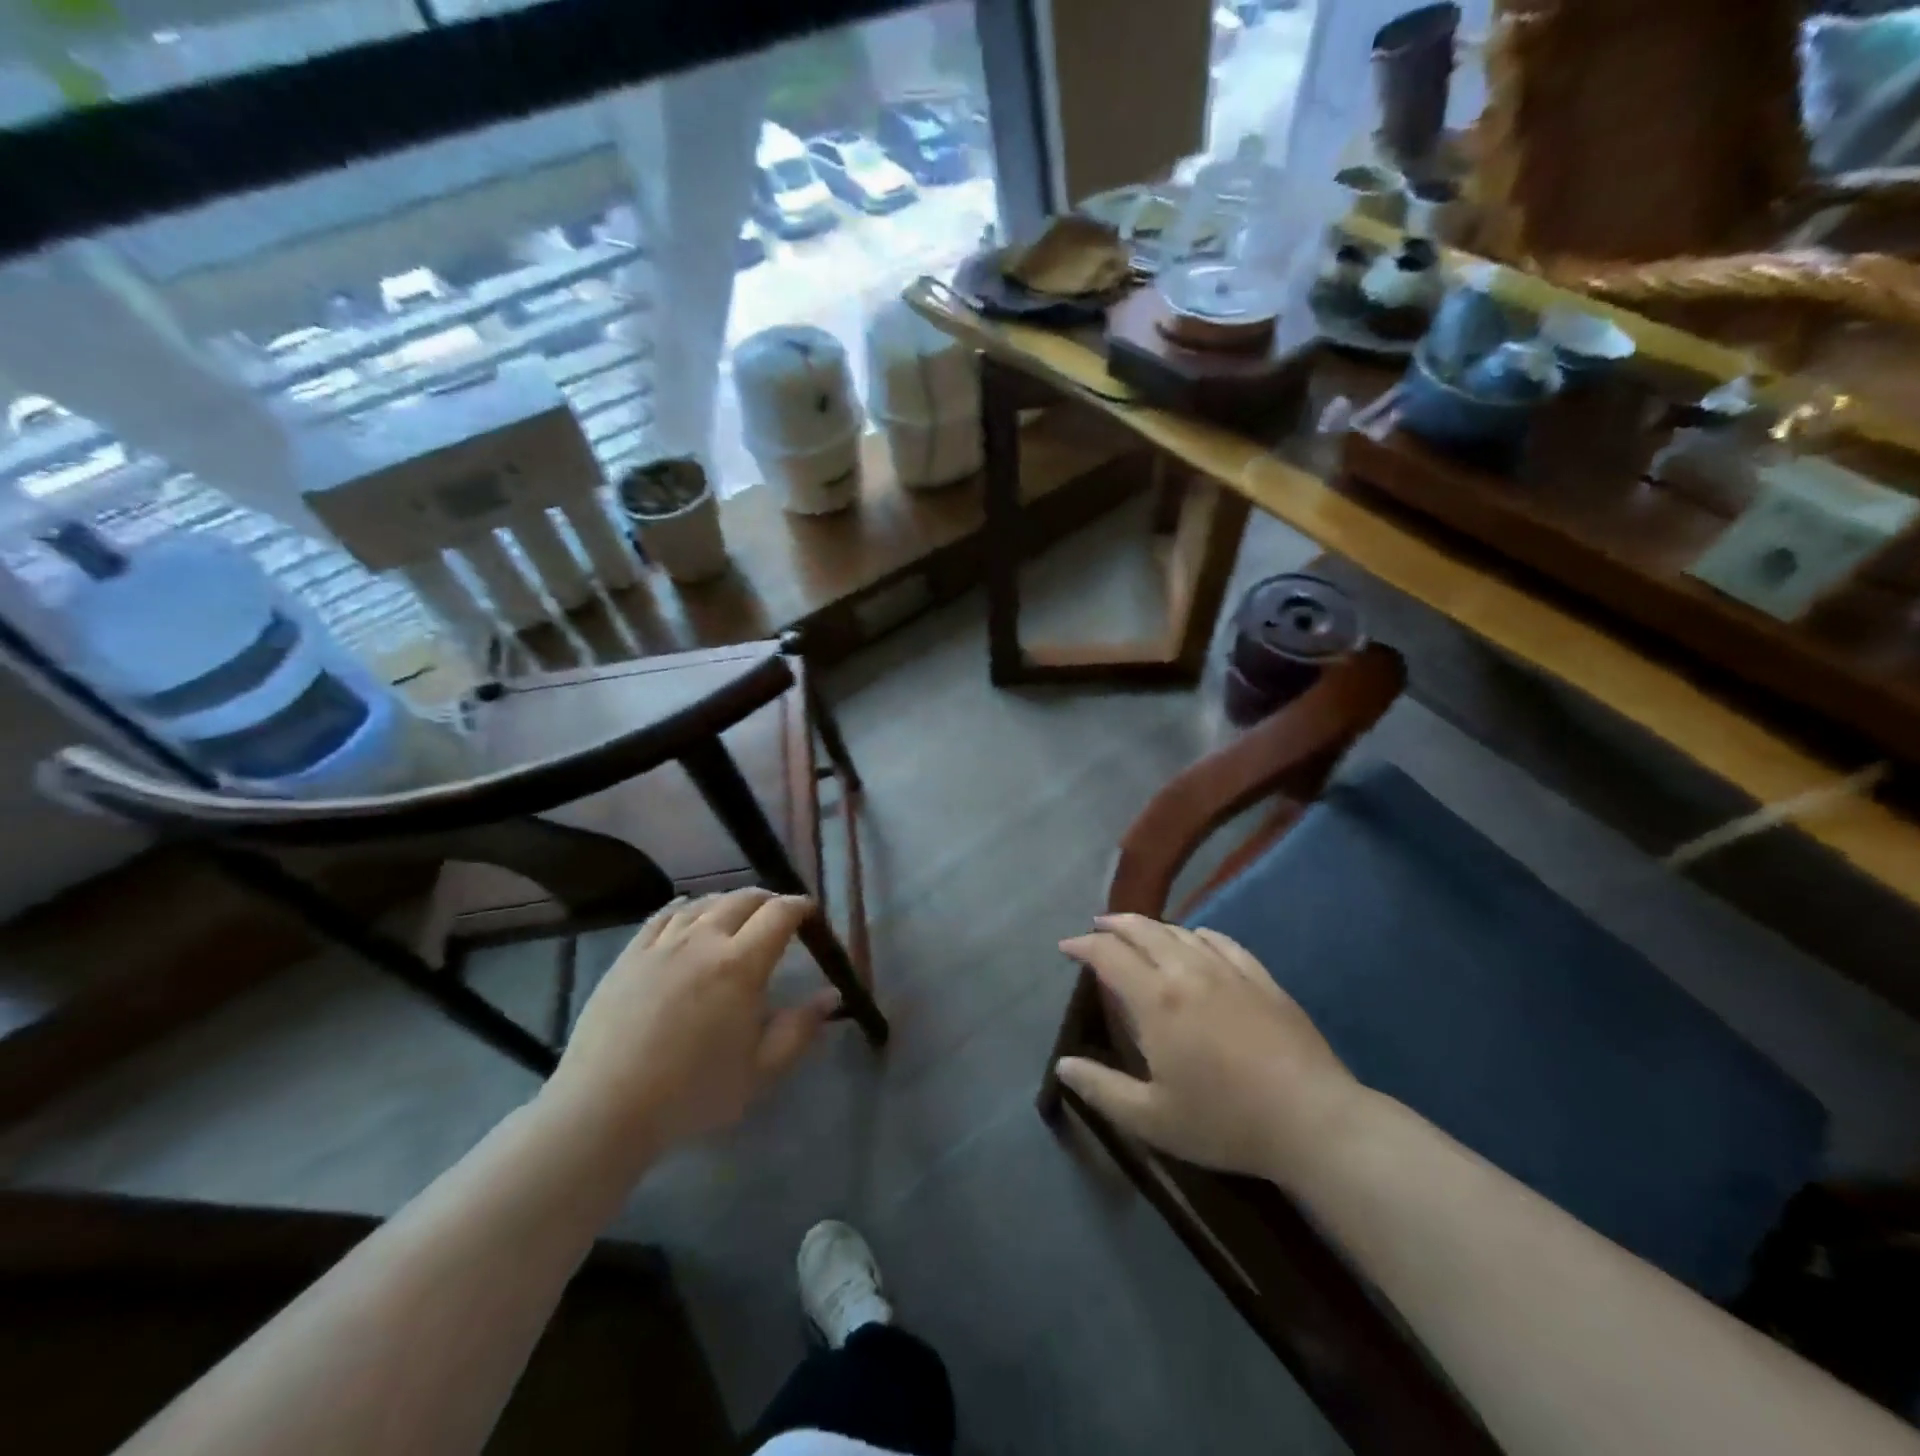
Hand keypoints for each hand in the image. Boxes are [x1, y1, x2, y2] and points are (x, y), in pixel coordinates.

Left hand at [543, 889, 838, 1174]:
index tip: (811, 913)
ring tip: (738, 914)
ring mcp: (663, 944)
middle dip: (769, 900)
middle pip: (743, 899)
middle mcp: (704, 941)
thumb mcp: (760, 1071)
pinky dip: (686, 907)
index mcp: (741, 965)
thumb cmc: (692, 1094)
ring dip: (730, 901)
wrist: (605, 1108)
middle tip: (779, 914)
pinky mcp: (630, 954)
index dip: (800, 906)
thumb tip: (831, 995)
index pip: (779, 914)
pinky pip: (663, 915)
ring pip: (704, 903)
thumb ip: (800, 1029)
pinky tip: (689, 911)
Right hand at [1055, 914, 1364, 1186]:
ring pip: (1180, 931)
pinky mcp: (1260, 977)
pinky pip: (1220, 940)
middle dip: (1114, 925)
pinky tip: (1195, 941)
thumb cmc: (1224, 1121)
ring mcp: (1228, 969)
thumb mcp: (1151, 1118)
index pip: (1109, 955)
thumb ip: (1101, 1089)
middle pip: (1143, 930)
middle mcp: (1187, 971)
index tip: (1067, 946)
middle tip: (1097, 928)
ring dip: (1151, 927)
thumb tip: (1063, 1066)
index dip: (1083, 945)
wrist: (1311, 1119)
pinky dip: (1196, 934)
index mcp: (1156, 1000)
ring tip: (1138, 933)